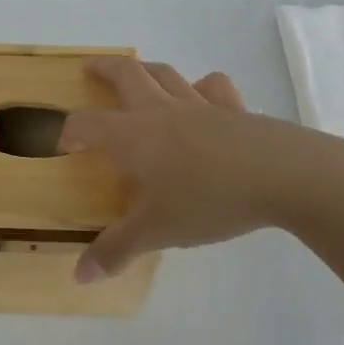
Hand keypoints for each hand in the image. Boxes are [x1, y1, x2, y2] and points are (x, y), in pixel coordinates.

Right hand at [59, 56, 343, 281]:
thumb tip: (79, 276)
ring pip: (165, 74)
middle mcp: (159, 110)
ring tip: (138, 73)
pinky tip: (203, 94)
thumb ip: (117, 249)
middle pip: (125, 75)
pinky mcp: (232, 108)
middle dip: (103, 69)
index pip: (87, 124)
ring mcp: (198, 104)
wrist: (279, 175)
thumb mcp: (157, 232)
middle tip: (89, 68)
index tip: (64, 145)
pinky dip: (203, 87)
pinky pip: (212, 88)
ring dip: (146, 70)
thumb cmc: (208, 200)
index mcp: (132, 136)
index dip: (70, 131)